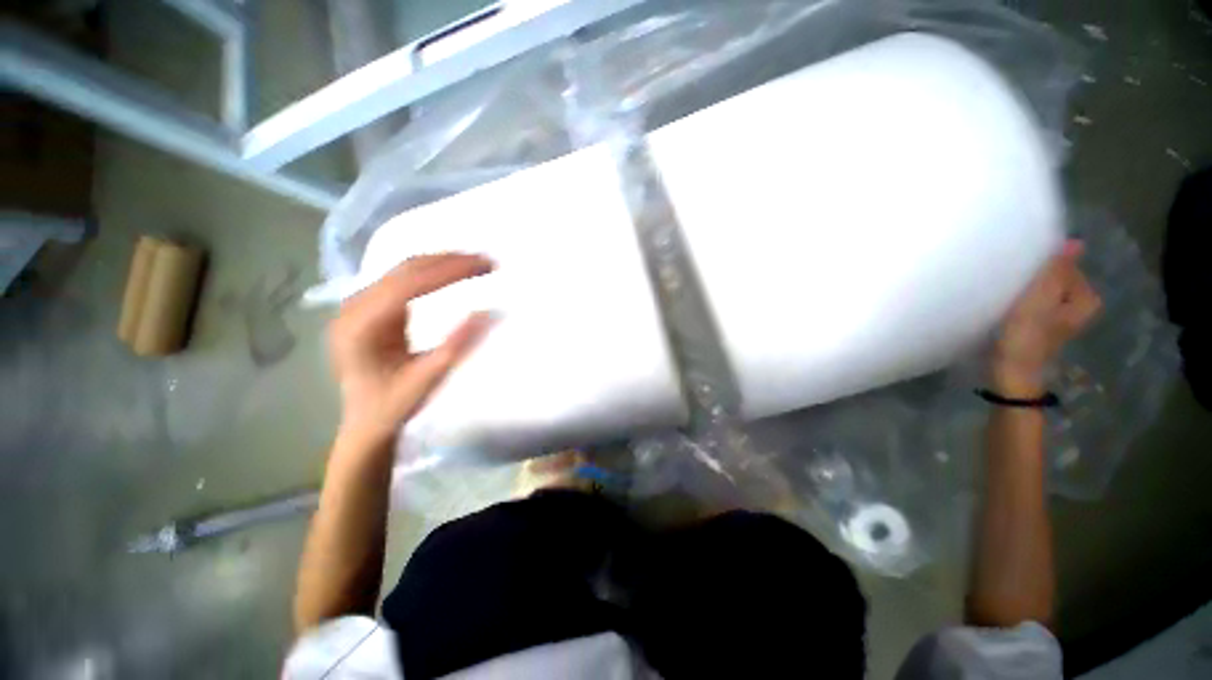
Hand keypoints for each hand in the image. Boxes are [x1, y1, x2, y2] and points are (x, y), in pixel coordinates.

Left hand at [329, 253, 494, 447]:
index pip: (409, 284)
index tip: (486, 266)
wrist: (364, 422)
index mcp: (361, 326)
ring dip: (442, 262)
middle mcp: (353, 308)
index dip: (449, 271)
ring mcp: (358, 305)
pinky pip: (402, 279)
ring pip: (403, 269)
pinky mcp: (369, 308)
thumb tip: (486, 311)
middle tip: (487, 262)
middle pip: (404, 269)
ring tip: (476, 263)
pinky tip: (452, 272)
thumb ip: (455, 345)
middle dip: (449, 260)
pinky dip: (432, 271)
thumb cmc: (393, 406)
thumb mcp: (428, 379)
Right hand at [992, 240, 1100, 395]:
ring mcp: (1059, 319)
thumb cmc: (1026, 336)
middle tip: (1013, 283)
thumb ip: (1057, 271)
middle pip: (1056, 280)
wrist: (1009, 373)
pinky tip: (1008, 307)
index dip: (1043, 267)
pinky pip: (1035, 303)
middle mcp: (1079, 307)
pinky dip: (1022, 301)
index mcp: (1086, 299)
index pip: (1066, 267)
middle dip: (1036, 278)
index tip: (1022, 273)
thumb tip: (1076, 242)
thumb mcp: (1040, 300)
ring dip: (1027, 289)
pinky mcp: (1041, 327)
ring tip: (1007, 294)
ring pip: (1044, 292)